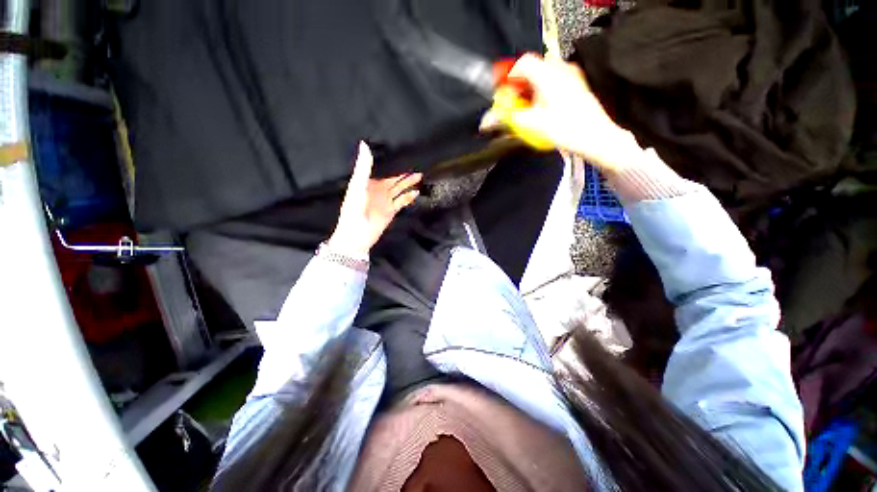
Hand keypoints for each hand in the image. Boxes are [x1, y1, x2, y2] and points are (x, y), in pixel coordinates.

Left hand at [328, 142, 421, 256]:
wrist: (357, 235)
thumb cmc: (353, 210)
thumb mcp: (358, 185)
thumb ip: (363, 167)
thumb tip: (364, 145)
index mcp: (369, 183)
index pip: (383, 171)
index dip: (392, 165)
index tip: (403, 156)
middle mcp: (378, 191)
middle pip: (394, 180)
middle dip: (404, 175)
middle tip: (416, 168)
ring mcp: (385, 201)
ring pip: (400, 189)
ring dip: (408, 184)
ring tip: (419, 177)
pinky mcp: (391, 211)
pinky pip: (402, 202)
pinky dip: (408, 197)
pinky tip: (415, 192)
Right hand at [483, 54, 640, 170]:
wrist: (595, 137)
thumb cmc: (564, 129)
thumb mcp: (531, 124)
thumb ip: (507, 119)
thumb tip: (486, 121)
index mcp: (547, 75)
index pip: (522, 63)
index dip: (507, 76)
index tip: (501, 92)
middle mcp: (560, 68)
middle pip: (531, 69)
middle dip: (518, 86)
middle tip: (514, 104)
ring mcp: (571, 75)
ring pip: (542, 75)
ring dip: (530, 89)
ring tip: (528, 109)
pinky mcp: (576, 84)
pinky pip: (553, 81)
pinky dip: (542, 91)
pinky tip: (542, 108)